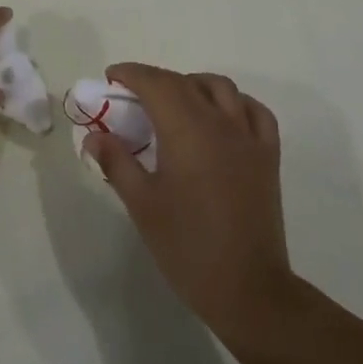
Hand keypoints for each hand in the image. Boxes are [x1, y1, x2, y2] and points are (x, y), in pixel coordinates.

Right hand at [84, 62, 293, 345]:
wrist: (248, 289)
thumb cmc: (188, 248)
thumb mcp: (143, 206)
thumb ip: (117, 163)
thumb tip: (94, 136)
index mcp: (186, 130)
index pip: (155, 83)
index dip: (131, 73)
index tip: (111, 77)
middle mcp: (219, 122)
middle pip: (184, 83)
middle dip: (155, 80)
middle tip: (132, 95)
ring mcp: (248, 136)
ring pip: (221, 88)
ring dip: (193, 84)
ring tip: (174, 102)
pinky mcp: (268, 155)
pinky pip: (254, 111)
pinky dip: (235, 103)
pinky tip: (222, 116)